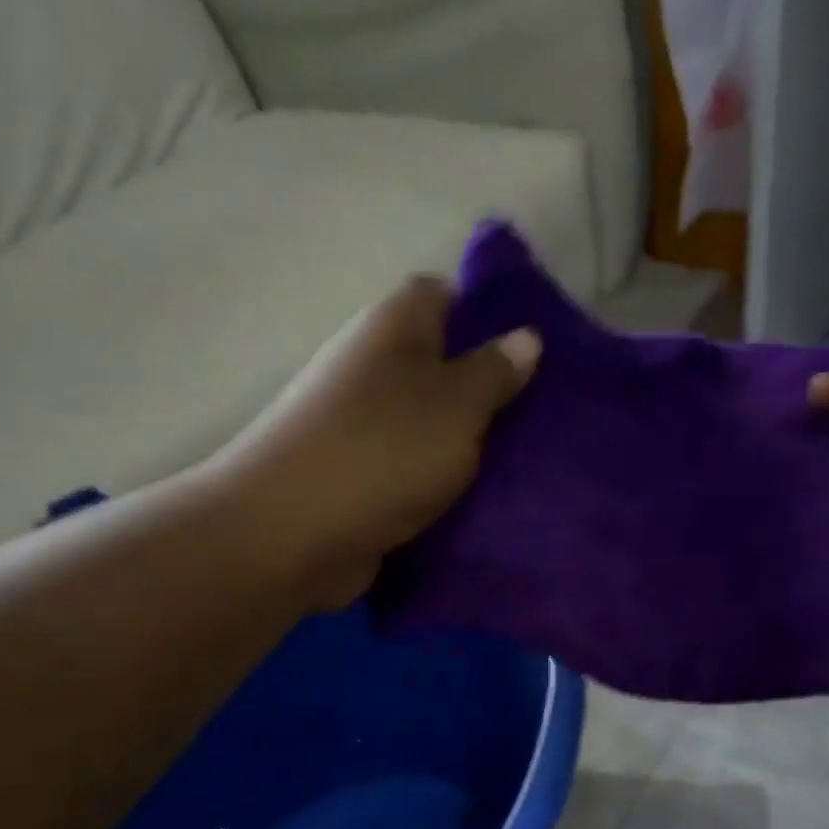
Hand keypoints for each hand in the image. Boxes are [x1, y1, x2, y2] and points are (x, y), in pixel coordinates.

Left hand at [216, 278, 538, 608]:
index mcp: (393, 328)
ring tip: (519, 462)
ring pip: (426, 421)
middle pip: (437, 364)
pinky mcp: (356, 475)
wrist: (292, 533)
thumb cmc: (383, 452)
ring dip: (464, 441)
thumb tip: (526, 336)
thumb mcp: (457, 405)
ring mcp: (358, 424)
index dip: (487, 316)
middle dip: (485, 389)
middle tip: (537, 416)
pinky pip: (410, 466)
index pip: (443, 295)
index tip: (530, 352)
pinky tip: (478, 498)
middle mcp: (370, 366)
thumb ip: (494, 372)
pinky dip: (439, 480)